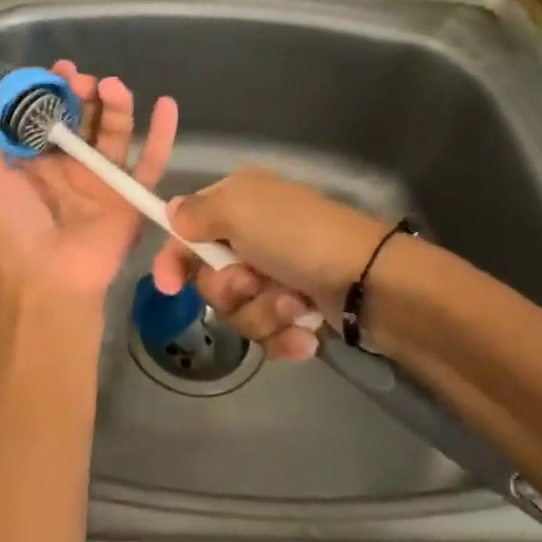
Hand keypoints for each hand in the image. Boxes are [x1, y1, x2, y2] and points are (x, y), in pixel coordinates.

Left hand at [0, 61, 177, 304]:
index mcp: (35, 162)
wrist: (48, 279)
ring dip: (116, 106)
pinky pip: (150, 161)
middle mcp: (69, 166)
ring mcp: (102, 180)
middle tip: (84, 81)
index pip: (47, 115)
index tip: (57, 71)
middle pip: (84, 118)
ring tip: (112, 87)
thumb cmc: (14, 228)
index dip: (51, 91)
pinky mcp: (129, 195)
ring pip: (115, 133)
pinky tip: (166, 105)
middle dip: (85, 93)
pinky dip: (162, 134)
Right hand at [149, 167, 391, 360]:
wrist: (373, 284)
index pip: (187, 233)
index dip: (173, 261)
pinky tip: (306, 333)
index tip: (168, 286)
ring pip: (237, 312)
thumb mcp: (241, 210)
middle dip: (230, 290)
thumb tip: (171, 212)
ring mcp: (277, 277)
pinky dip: (284, 336)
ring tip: (295, 306)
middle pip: (209, 280)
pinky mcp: (296, 312)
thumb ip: (197, 212)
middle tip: (255, 281)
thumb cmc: (300, 239)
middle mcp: (253, 238)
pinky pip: (266, 334)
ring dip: (263, 314)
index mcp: (239, 205)